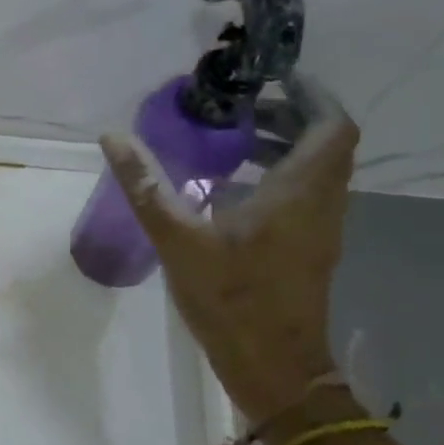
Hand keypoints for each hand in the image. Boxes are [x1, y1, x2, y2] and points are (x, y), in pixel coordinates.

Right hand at [102, 76, 358, 423]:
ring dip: (288, 146)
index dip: (310, 94)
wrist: (274, 366)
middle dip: (292, 116)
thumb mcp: (178, 239)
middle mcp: (323, 203)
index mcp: (300, 192)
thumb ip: (146, 186)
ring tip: (235, 140)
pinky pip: (307, 195)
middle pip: (328, 143)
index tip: (273, 78)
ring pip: (320, 170)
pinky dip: (281, 176)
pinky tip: (234, 191)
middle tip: (243, 106)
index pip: (331, 124)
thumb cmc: (231, 299)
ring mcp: (321, 229)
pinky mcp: (310, 250)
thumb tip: (113, 137)